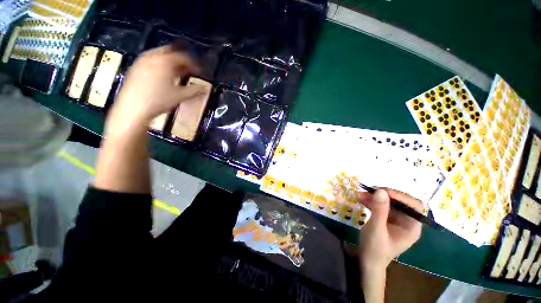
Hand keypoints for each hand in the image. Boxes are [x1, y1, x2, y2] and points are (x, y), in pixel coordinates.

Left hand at [108, 45, 204, 128]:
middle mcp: (152, 57)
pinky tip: (163, 75)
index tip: (199, 72)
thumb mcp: (180, 96)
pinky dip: (160, 65)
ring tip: (177, 73)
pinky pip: (151, 60)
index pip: (183, 57)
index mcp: (165, 61)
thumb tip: (206, 88)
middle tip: (188, 69)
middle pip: (171, 52)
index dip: (193, 64)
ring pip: (159, 55)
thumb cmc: (159, 100)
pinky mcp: (135, 68)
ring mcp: (142, 61)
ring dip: (170, 62)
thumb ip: (195, 90)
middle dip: (181, 60)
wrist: (133, 108)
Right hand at [358, 189, 422, 271]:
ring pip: (388, 203)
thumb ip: (379, 209)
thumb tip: (380, 190)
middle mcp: (406, 221)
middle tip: (368, 191)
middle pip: (400, 202)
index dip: (400, 196)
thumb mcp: (376, 228)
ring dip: (375, 197)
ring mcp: (396, 220)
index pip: (414, 206)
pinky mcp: (386, 219)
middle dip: (384, 195)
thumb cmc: (375, 248)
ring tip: (360, 194)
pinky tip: (361, 199)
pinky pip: (381, 206)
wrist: (367, 260)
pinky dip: (371, 202)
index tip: (382, 191)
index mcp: (411, 227)